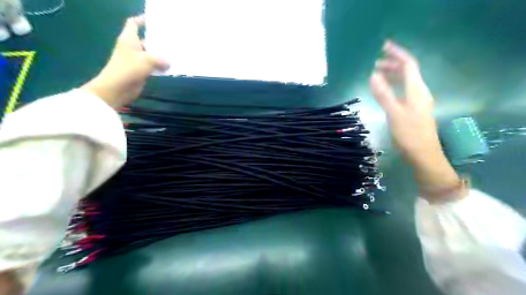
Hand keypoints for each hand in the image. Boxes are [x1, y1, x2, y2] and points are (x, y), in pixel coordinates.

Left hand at [82, 16, 168, 108]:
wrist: (117, 88)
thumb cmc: (129, 69)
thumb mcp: (147, 60)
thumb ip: (161, 59)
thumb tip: (169, 62)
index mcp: (129, 39)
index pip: (134, 23)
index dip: (142, 20)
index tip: (155, 21)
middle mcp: (132, 47)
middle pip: (146, 39)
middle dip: (158, 40)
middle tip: (173, 40)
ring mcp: (136, 60)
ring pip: (151, 54)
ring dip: (161, 55)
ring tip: (175, 54)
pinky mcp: (140, 71)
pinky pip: (153, 66)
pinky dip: (160, 66)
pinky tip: (171, 68)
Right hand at [367, 40, 460, 199]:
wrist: (423, 154)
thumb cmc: (409, 134)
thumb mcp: (394, 113)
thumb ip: (384, 94)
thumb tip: (373, 75)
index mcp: (417, 90)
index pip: (409, 65)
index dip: (397, 54)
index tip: (384, 47)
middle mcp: (420, 92)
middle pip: (408, 71)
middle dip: (393, 64)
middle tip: (375, 63)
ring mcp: (419, 101)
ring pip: (406, 81)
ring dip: (393, 75)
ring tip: (378, 74)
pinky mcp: (415, 109)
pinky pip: (405, 91)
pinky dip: (394, 86)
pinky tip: (386, 91)